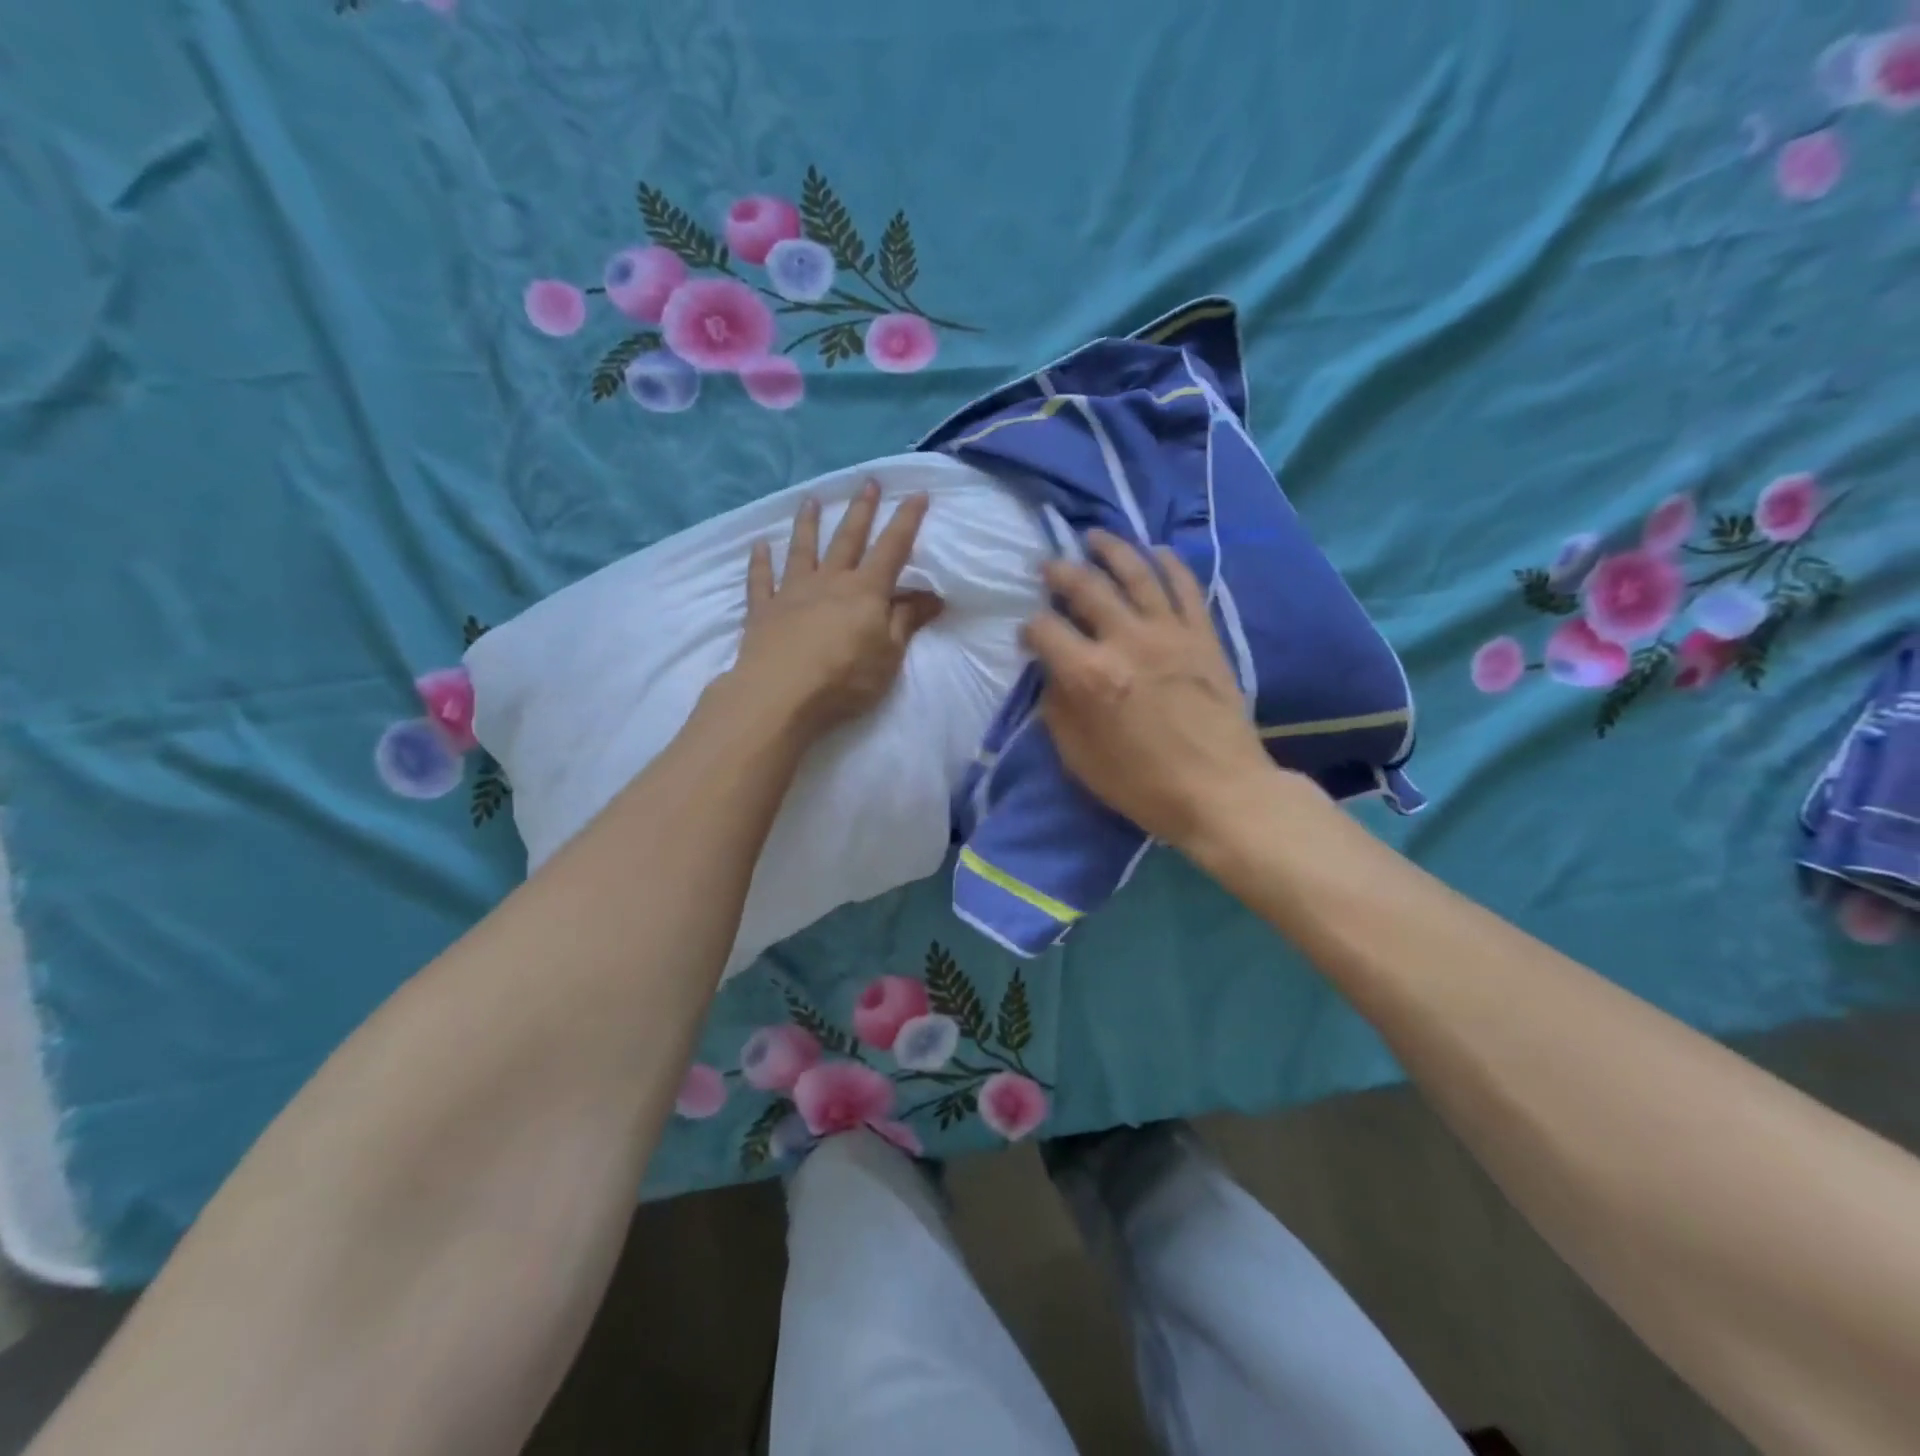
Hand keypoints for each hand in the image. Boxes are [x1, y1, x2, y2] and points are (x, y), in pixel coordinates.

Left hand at [730, 480, 943, 738]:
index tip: (916, 493)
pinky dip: (759, 562)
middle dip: (861, 510)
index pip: (892, 548)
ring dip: (809, 524)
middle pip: (848, 539)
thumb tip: (932, 596)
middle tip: (868, 482)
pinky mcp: (763, 610)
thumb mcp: (888, 655)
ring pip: (803, 550)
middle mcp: (829, 581)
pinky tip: (758, 546)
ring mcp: (792, 592)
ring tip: (811, 500)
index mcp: (865, 591)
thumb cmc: (844, 678)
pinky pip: (761, 580)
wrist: (780, 694)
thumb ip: (906, 622)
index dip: (906, 520)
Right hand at [1022, 532, 1286, 850]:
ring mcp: (1169, 632)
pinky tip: (1156, 551)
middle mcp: (1126, 641)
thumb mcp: (1080, 758)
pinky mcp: (1203, 635)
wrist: (1221, 791)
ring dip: (1111, 549)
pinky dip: (1169, 563)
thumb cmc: (1143, 785)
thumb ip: (1058, 710)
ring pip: (1136, 572)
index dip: (1029, 629)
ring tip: (1094, 537)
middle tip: (1049, 567)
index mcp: (1089, 675)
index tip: (1029, 636)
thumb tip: (1052, 675)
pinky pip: (1185, 586)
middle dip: (1060, 572)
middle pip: (1086, 587)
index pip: (1045, 630)